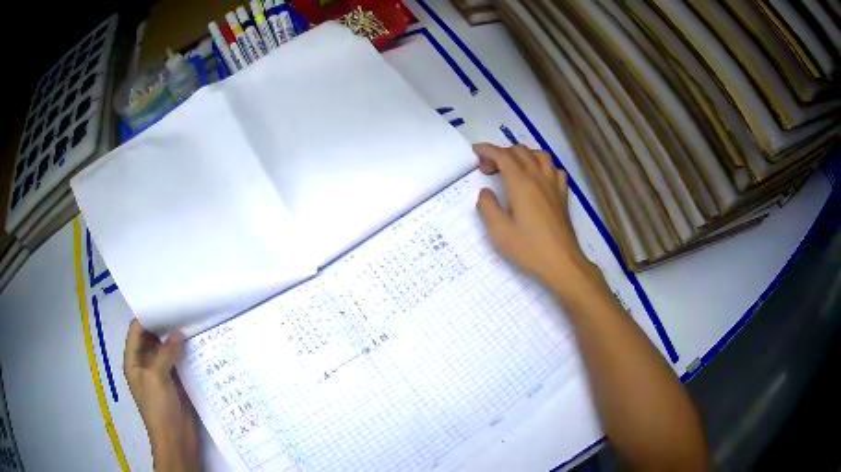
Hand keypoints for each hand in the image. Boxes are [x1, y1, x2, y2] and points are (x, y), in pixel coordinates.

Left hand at [124, 319, 199, 471]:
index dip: (148, 317)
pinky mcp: (177, 382)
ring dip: (177, 340)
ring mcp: (162, 373)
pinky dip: (186, 353)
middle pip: (152, 338)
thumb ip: (165, 353)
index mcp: (134, 361)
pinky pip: (179, 362)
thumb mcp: (157, 377)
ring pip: (167, 350)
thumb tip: (179, 333)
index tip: (165, 304)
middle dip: (164, 326)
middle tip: (182, 310)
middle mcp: (146, 364)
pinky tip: (197, 344)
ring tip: (192, 322)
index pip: (137, 331)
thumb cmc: (159, 409)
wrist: (177, 439)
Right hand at [474, 143, 604, 302]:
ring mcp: (554, 185)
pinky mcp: (563, 195)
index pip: (503, 156)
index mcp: (521, 184)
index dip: (487, 150)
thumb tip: (486, 192)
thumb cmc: (529, 249)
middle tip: (488, 169)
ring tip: (513, 167)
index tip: (475, 152)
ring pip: (540, 155)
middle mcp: (539, 178)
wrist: (561, 262)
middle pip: (520, 151)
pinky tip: (538, 178)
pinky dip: (543, 166)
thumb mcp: (499, 232)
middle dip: (501, 153)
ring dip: (523, 154)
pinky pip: (555, 169)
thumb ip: (487, 207)